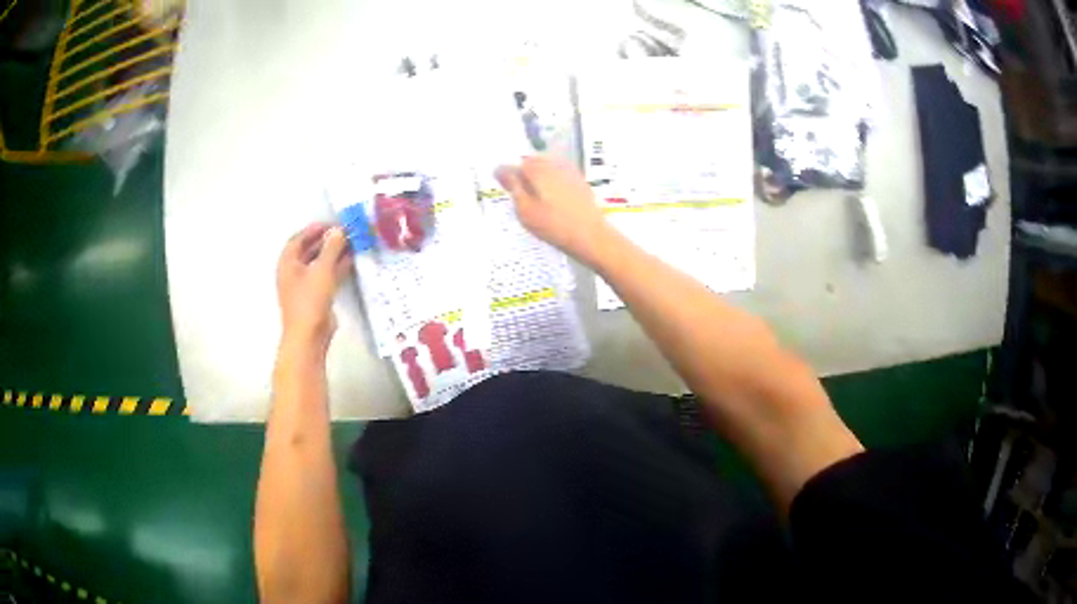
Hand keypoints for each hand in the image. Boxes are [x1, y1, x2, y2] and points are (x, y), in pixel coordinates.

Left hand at [276, 223, 352, 352]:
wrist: (309, 336)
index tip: (332, 224)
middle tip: (345, 233)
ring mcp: (304, 286)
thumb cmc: (310, 300)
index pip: (299, 239)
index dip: (314, 229)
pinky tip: (351, 262)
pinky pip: (326, 276)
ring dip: (334, 254)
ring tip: (351, 244)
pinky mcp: (316, 297)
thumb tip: (339, 230)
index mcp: (288, 263)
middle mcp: (293, 272)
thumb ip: (331, 248)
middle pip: (309, 250)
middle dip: (327, 241)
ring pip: (319, 263)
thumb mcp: (322, 269)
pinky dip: (337, 267)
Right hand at [495, 155, 611, 262]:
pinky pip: (558, 176)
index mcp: (537, 168)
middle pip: (531, 163)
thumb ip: (512, 186)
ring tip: (533, 199)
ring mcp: (569, 171)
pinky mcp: (579, 182)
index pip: (513, 164)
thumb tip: (499, 170)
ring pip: (546, 168)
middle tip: (517, 194)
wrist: (591, 236)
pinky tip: (550, 201)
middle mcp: (553, 164)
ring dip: (537, 178)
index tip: (500, 186)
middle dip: (522, 174)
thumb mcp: (525, 210)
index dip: (504, 175)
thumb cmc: (554, 225)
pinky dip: (551, 184)